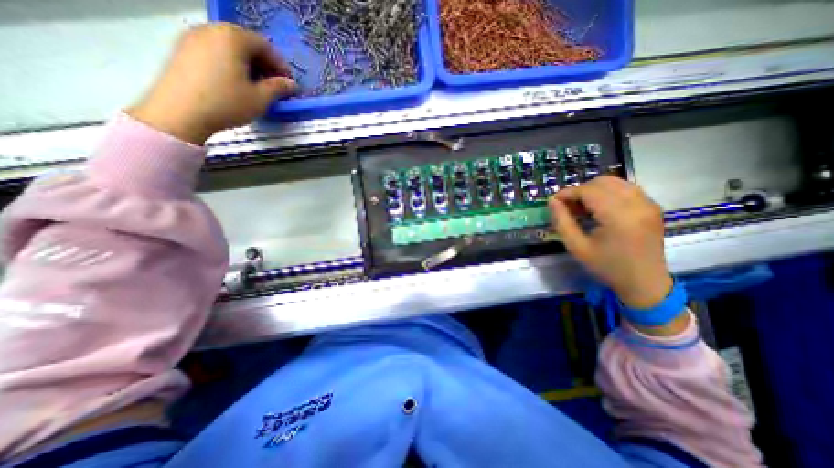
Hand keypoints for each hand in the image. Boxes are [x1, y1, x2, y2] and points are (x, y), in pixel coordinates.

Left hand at [128, 22, 297, 144]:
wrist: (180, 112)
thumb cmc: (227, 103)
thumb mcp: (260, 98)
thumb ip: (278, 88)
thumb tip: (291, 84)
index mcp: (233, 38)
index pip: (265, 45)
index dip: (280, 64)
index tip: (288, 83)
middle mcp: (212, 30)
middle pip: (245, 42)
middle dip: (264, 63)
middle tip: (274, 84)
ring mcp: (193, 37)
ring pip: (229, 46)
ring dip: (247, 63)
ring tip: (256, 85)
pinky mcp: (183, 49)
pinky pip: (214, 50)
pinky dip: (230, 62)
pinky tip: (235, 82)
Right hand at [552, 176, 671, 310]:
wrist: (644, 282)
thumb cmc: (607, 266)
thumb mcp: (576, 247)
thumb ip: (562, 221)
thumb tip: (552, 201)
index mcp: (618, 216)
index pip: (589, 191)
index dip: (568, 193)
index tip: (554, 201)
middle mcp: (637, 204)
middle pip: (602, 182)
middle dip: (580, 190)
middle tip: (569, 206)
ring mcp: (648, 203)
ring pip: (615, 182)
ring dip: (594, 190)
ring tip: (583, 207)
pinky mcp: (652, 206)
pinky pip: (626, 188)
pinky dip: (608, 193)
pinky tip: (600, 208)